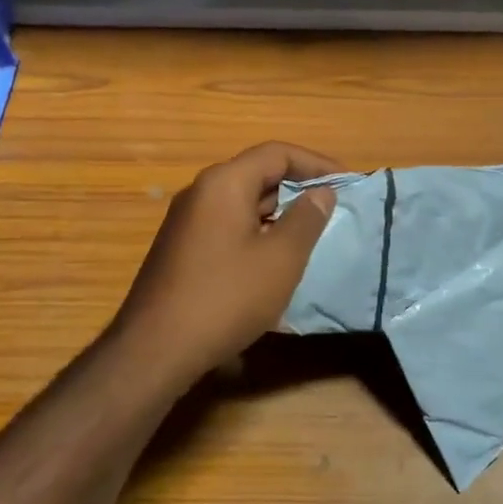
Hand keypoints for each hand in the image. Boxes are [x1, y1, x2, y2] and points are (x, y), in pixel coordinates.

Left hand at [109, 142, 339, 381]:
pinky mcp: (182, 249)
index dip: (316, 163)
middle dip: (298, 188)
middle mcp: (201, 192)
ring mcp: (187, 221)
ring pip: (243, 202)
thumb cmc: (226, 297)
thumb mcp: (281, 258)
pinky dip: (257, 232)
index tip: (347, 183)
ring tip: (311, 234)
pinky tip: (274, 261)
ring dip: (279, 213)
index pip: (277, 153)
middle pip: (258, 174)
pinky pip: (228, 225)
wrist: (155, 350)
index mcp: (224, 182)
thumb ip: (306, 219)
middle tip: (333, 209)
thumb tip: (321, 193)